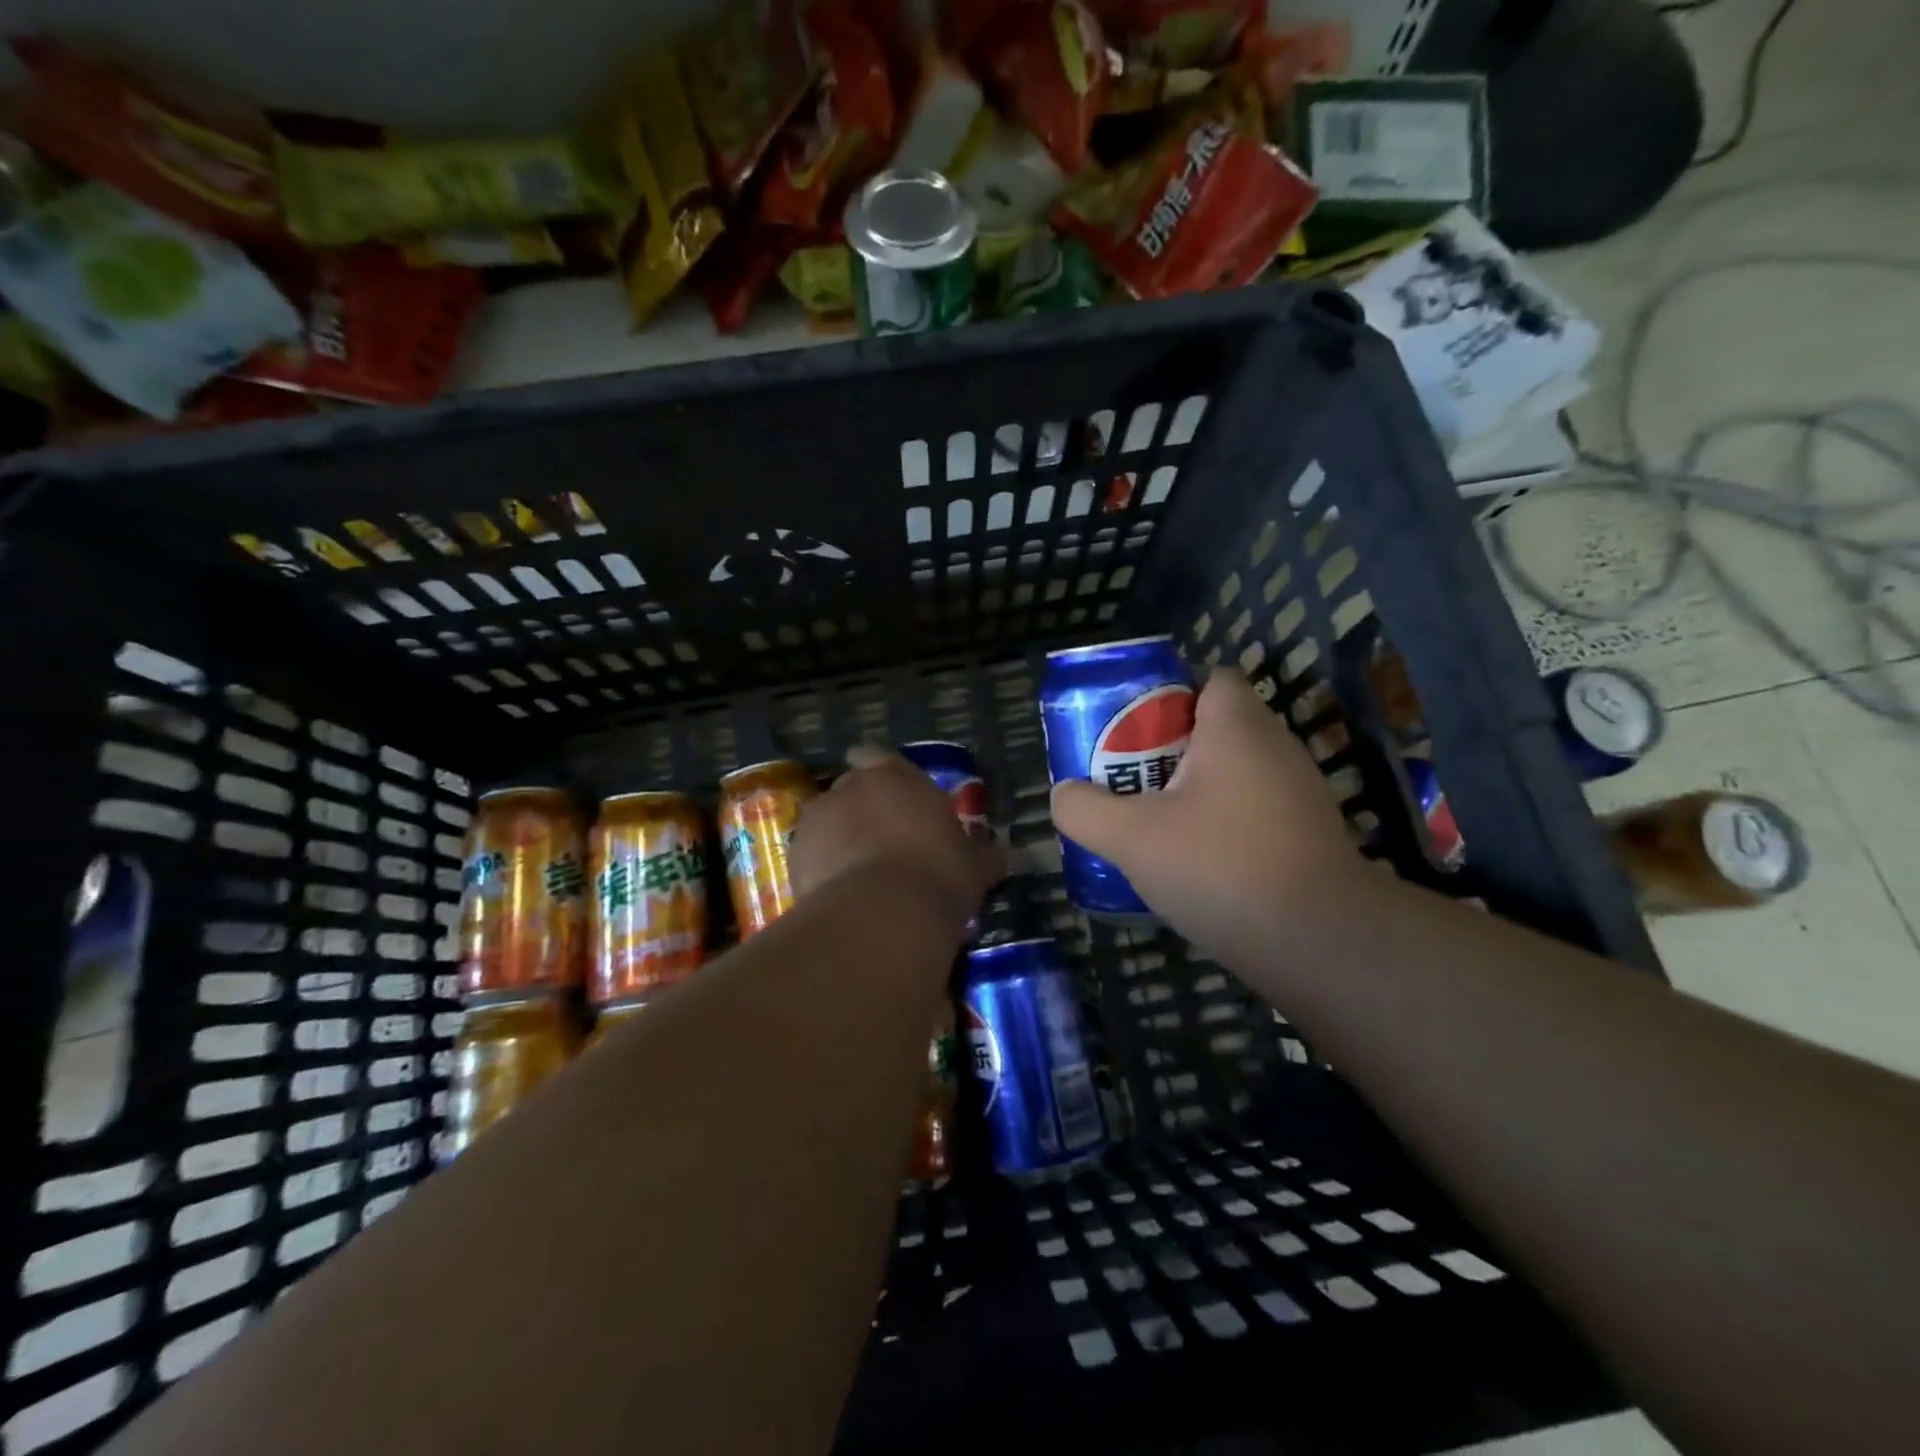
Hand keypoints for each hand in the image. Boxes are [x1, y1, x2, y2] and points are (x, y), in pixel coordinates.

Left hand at [790, 746, 1006, 928]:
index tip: (892, 797)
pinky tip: (842, 896)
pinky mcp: (795, 855)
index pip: (877, 755)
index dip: (881, 774)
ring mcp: (817, 819)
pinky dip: (822, 868)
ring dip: (840, 839)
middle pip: (852, 790)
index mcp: (895, 776)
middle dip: (864, 811)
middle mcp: (851, 787)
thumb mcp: (974, 867)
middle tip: (885, 844)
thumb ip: (981, 854)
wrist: (881, 915)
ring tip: (860, 875)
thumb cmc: (938, 874)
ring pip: (828, 822)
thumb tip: (996, 854)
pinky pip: (812, 855)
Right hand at [1050, 668, 1364, 964]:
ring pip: (1233, 772)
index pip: (1210, 679)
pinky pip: (1252, 809)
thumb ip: (1085, 809)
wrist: (1320, 942)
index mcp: (1238, 727)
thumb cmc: (1222, 867)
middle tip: (1127, 779)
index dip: (1167, 696)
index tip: (1131, 732)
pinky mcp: (1307, 834)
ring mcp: (1298, 792)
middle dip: (1167, 749)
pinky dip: (1222, 821)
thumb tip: (1064, 794)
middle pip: (1215, 727)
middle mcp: (1276, 747)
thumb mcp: (1132, 837)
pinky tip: (1194, 859)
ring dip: (1193, 789)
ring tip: (1152, 822)